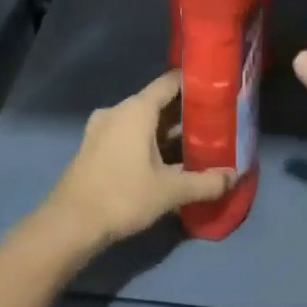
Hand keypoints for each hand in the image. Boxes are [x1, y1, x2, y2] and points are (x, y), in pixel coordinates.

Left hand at [40, 72, 235, 252]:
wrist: (71, 224)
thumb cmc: (123, 197)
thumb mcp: (170, 191)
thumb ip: (206, 182)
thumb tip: (235, 177)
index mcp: (136, 110)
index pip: (170, 82)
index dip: (195, 83)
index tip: (219, 90)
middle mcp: (118, 111)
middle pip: (158, 103)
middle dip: (186, 113)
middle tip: (216, 123)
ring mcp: (102, 129)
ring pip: (143, 122)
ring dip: (168, 131)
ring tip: (198, 143)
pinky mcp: (95, 148)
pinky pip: (129, 135)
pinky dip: (150, 142)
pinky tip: (169, 161)